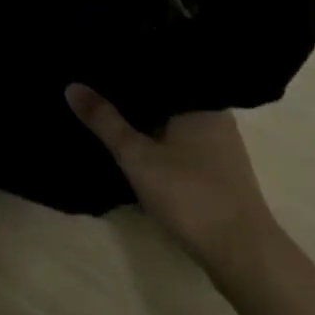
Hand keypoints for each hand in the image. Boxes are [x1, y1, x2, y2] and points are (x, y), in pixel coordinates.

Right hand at [67, 85, 275, 273]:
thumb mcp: (137, 156)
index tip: (99, 60)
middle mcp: (213, 112)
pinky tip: (140, 147)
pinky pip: (184, 141)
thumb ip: (105, 120)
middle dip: (136, 95)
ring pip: (175, 120)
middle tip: (97, 86)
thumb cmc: (190, 193)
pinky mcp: (221, 170)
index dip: (130, 65)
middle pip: (166, 95)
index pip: (158, 68)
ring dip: (148, 120)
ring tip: (112, 113)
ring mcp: (221, 143)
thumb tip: (71, 85)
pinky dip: (161, 141)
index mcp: (198, 98)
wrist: (242, 254)